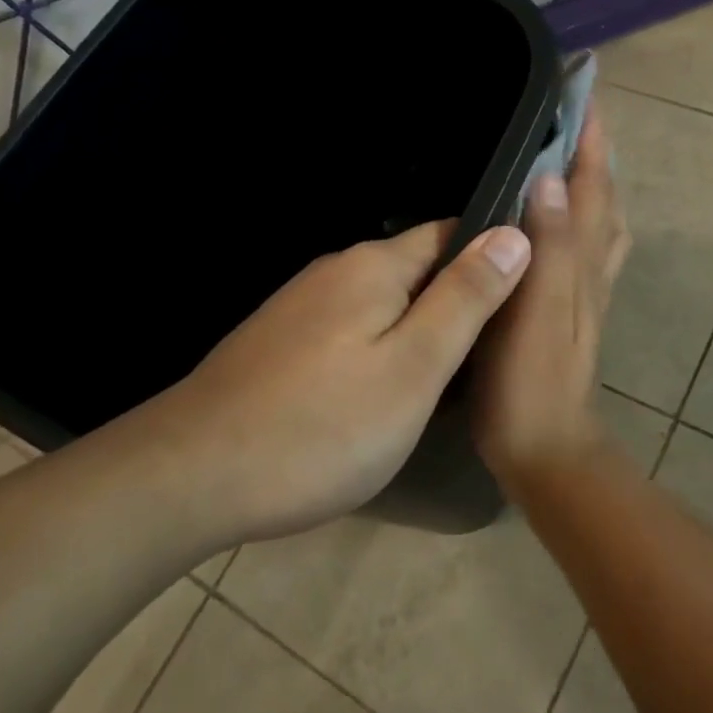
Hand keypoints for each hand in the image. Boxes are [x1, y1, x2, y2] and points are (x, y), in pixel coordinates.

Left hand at [132, 220, 531, 542]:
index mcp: (374, 265)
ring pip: (382, 303)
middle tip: (492, 352)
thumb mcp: (415, 366)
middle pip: (416, 269)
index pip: (452, 233)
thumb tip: (514, 234)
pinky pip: (349, 330)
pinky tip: (381, 393)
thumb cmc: (321, 426)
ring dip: (417, 328)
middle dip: (456, 299)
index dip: (492, 256)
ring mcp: (300, 307)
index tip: (525, 295)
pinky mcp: (278, 343)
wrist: (187, 478)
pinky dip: (378, 350)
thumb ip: (467, 298)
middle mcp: (336, 271)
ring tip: (447, 378)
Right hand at [472, 103, 631, 499]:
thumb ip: (548, 245)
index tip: (585, 89)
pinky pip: (588, 245)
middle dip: (595, 149)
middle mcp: (593, 265)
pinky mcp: (575, 308)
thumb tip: (551, 178)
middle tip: (576, 110)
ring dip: (595, 180)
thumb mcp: (537, 309)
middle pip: (602, 195)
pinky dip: (585, 215)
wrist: (546, 447)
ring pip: (600, 219)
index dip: (590, 136)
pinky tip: (566, 218)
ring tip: (575, 150)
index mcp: (582, 258)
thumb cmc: (530, 380)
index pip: (591, 183)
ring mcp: (588, 288)